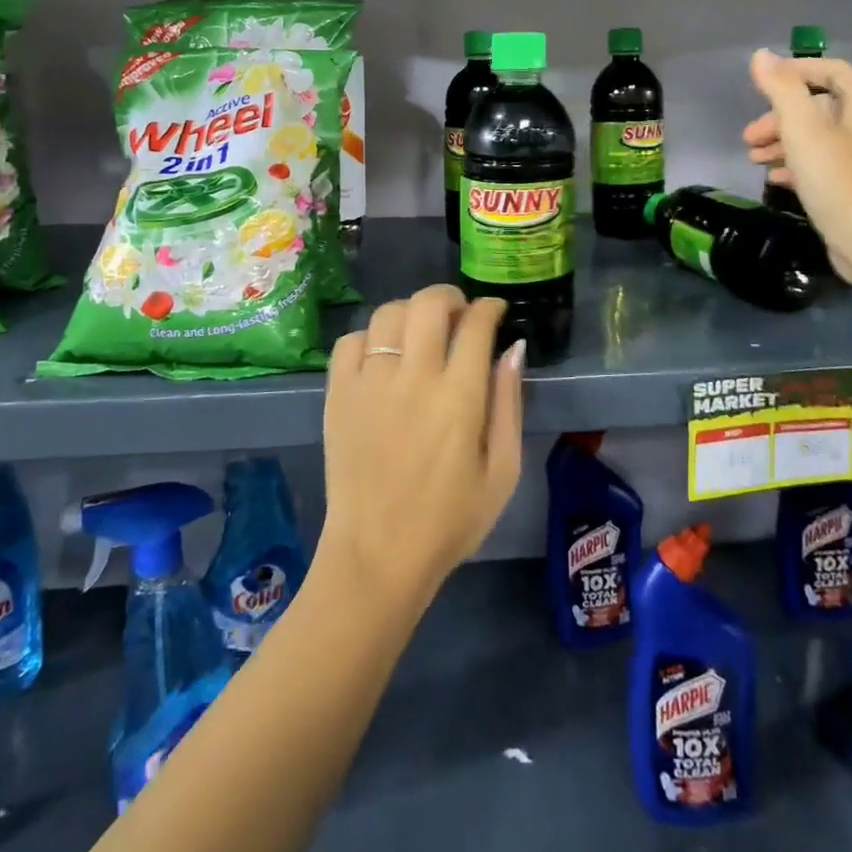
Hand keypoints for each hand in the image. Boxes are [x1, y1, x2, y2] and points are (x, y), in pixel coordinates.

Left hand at [318, 286, 525, 613]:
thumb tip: (514, 347)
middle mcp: (413, 378)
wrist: (377, 555)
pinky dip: (369, 337)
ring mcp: (369, 384)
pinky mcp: (338, 395)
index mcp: (459, 397)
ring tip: (420, 332)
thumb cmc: (450, 519)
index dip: (489, 308)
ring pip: (388, 314)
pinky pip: (350, 341)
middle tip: (459, 314)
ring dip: (411, 312)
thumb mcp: (502, 471)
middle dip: (450, 296)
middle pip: (428, 304)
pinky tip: (383, 356)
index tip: (494, 311)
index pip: (476, 325)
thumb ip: (509, 403)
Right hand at [743, 50, 851, 286]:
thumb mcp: (803, 129)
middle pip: (819, 107)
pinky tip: (773, 179)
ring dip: (782, 142)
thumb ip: (782, 90)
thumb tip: (761, 56)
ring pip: (816, 138)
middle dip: (779, 116)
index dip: (797, 71)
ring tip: (753, 158)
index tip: (763, 83)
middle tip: (749, 135)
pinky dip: (795, 166)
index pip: (832, 71)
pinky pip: (820, 165)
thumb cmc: (837, 180)